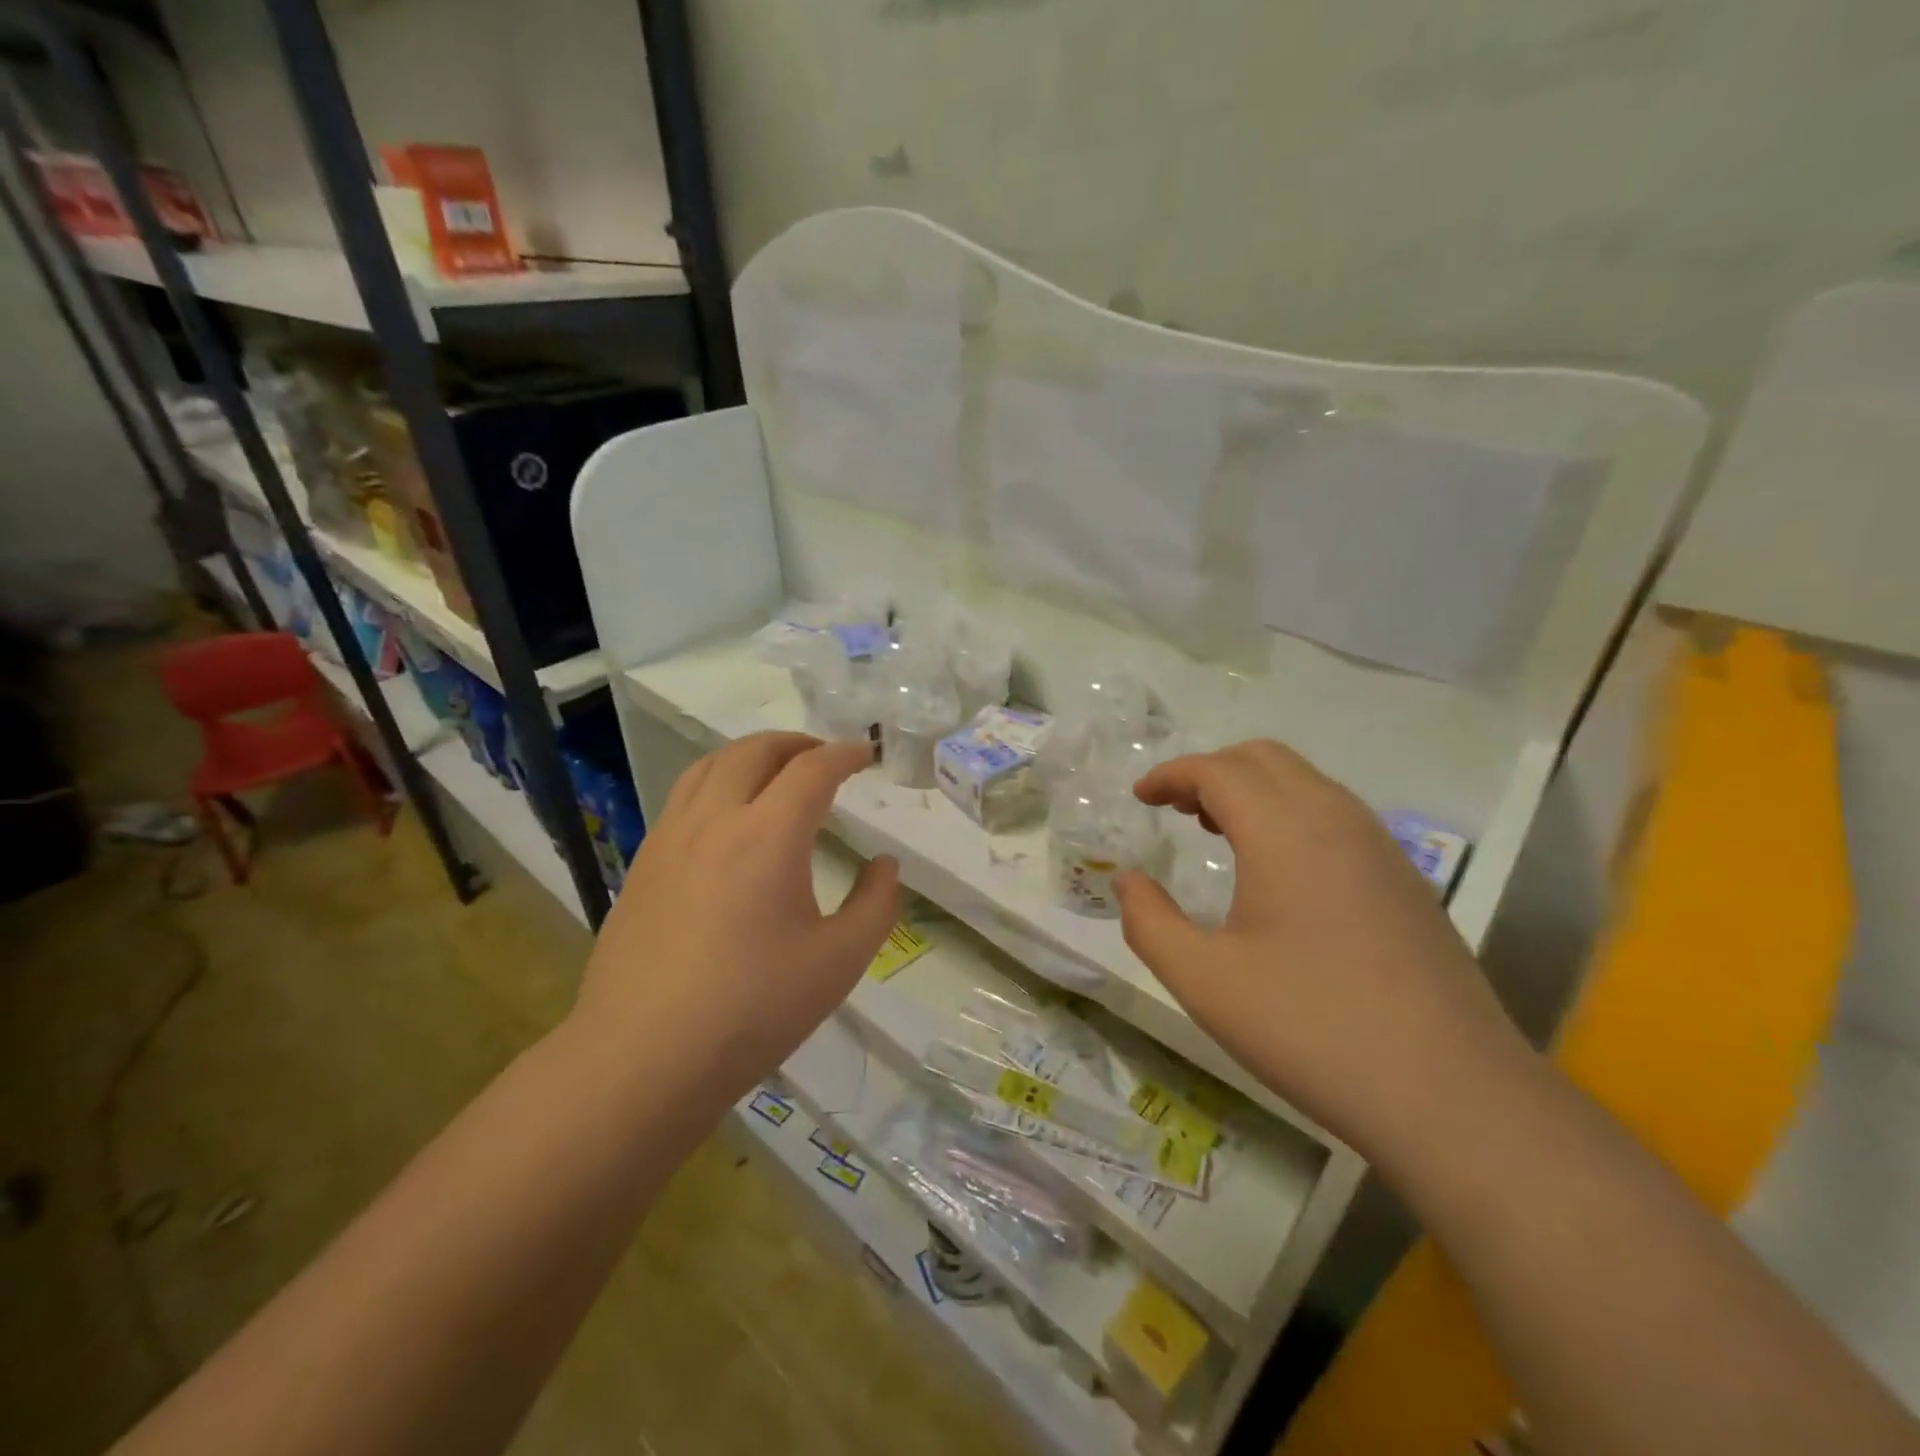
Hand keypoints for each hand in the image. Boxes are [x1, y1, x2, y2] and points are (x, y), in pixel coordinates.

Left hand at [571, 732, 899, 1102]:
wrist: (642, 1058)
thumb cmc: (752, 1010)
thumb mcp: (839, 962)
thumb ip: (876, 904)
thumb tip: (884, 865)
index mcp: (768, 835)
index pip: (813, 769)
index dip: (845, 754)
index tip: (867, 754)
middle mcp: (715, 820)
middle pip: (755, 751)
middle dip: (797, 743)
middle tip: (825, 758)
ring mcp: (670, 839)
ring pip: (710, 766)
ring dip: (751, 756)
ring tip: (776, 773)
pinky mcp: (643, 864)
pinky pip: (683, 797)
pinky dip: (716, 782)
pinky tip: (727, 819)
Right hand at [1113, 740, 1532, 1157]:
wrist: (1454, 1096)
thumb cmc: (1312, 1030)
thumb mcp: (1204, 982)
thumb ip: (1149, 922)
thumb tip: (1127, 880)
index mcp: (1284, 832)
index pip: (1218, 770)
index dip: (1171, 774)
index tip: (1140, 797)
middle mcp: (1336, 820)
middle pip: (1264, 758)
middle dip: (1211, 770)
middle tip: (1174, 809)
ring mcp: (1380, 847)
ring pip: (1305, 782)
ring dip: (1252, 789)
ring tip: (1215, 831)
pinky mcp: (1405, 879)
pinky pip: (1335, 814)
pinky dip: (1289, 813)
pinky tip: (1276, 870)